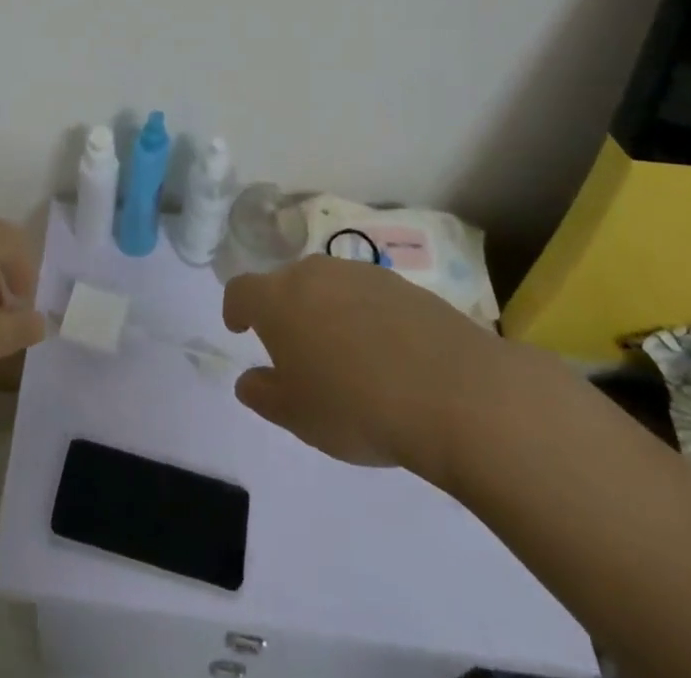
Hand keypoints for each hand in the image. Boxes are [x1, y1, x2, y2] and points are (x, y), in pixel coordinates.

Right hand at [223, 255, 532, 486]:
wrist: (454, 392)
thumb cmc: (357, 407)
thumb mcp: (299, 417)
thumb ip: (265, 395)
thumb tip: (248, 381)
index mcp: (277, 300)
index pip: (241, 290)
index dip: (236, 309)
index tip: (239, 328)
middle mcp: (313, 274)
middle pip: (286, 283)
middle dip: (284, 311)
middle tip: (296, 351)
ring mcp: (360, 273)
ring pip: (328, 286)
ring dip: (326, 311)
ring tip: (344, 354)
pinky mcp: (402, 284)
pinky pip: (368, 296)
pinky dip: (365, 316)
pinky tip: (386, 353)